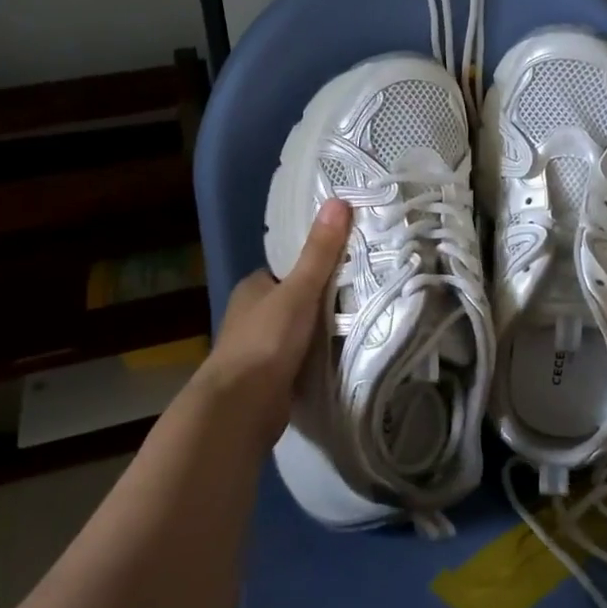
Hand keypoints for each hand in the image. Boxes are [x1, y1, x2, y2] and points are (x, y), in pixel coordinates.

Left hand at [196, 199, 349, 441]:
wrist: (242, 406)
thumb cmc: (266, 340)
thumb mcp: (299, 291)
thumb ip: (320, 252)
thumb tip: (339, 201)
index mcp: (253, 288)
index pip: (289, 269)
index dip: (316, 265)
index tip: (350, 264)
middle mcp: (252, 315)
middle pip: (296, 299)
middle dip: (323, 300)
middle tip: (364, 295)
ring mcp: (259, 348)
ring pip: (299, 330)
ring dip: (322, 331)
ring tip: (362, 323)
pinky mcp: (270, 377)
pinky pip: (300, 357)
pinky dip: (317, 357)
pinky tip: (343, 356)